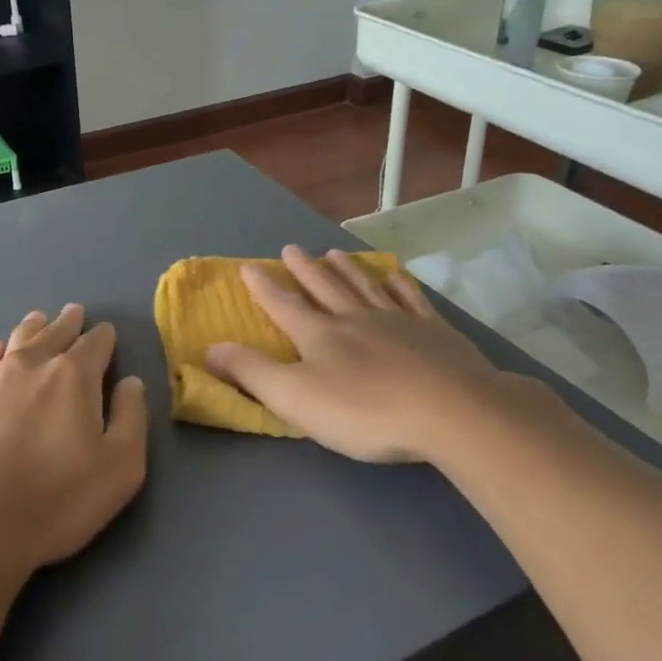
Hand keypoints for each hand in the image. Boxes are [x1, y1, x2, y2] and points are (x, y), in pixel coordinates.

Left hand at [0, 304, 147, 586]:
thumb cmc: (52, 502)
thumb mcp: (118, 469)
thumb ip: (131, 419)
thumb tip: (131, 383)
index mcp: (73, 377)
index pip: (95, 344)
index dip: (104, 337)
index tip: (106, 333)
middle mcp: (29, 366)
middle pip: (53, 334)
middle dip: (68, 323)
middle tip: (74, 313)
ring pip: (15, 341)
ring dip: (32, 329)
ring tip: (38, 320)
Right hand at [204, 246, 530, 465]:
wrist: (451, 412)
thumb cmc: (365, 411)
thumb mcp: (295, 398)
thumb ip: (251, 372)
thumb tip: (209, 348)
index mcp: (320, 336)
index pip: (284, 306)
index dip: (263, 288)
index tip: (248, 267)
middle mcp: (355, 319)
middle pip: (324, 288)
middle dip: (304, 270)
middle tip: (290, 248)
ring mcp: (398, 322)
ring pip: (365, 287)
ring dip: (346, 270)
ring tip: (334, 252)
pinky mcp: (435, 333)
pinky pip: (411, 299)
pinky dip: (399, 285)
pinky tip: (395, 275)